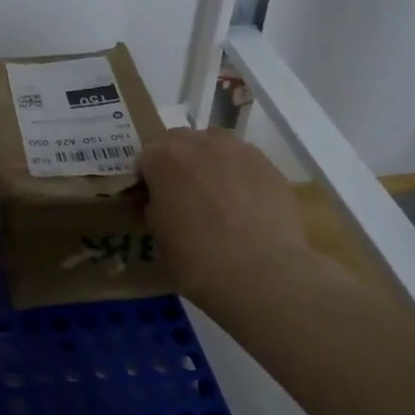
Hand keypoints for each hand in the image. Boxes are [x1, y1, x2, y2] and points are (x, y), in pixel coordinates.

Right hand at [140, 127, 318, 318]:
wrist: (261, 272)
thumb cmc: (196, 257)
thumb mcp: (157, 233)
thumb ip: (155, 204)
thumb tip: (163, 200)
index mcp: (163, 157)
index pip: (145, 157)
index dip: (148, 178)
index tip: (152, 199)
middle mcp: (199, 142)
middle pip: (180, 142)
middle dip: (178, 162)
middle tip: (183, 195)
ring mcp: (238, 150)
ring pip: (215, 145)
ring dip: (210, 162)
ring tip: (217, 195)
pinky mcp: (269, 164)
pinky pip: (244, 161)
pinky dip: (239, 175)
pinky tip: (245, 204)